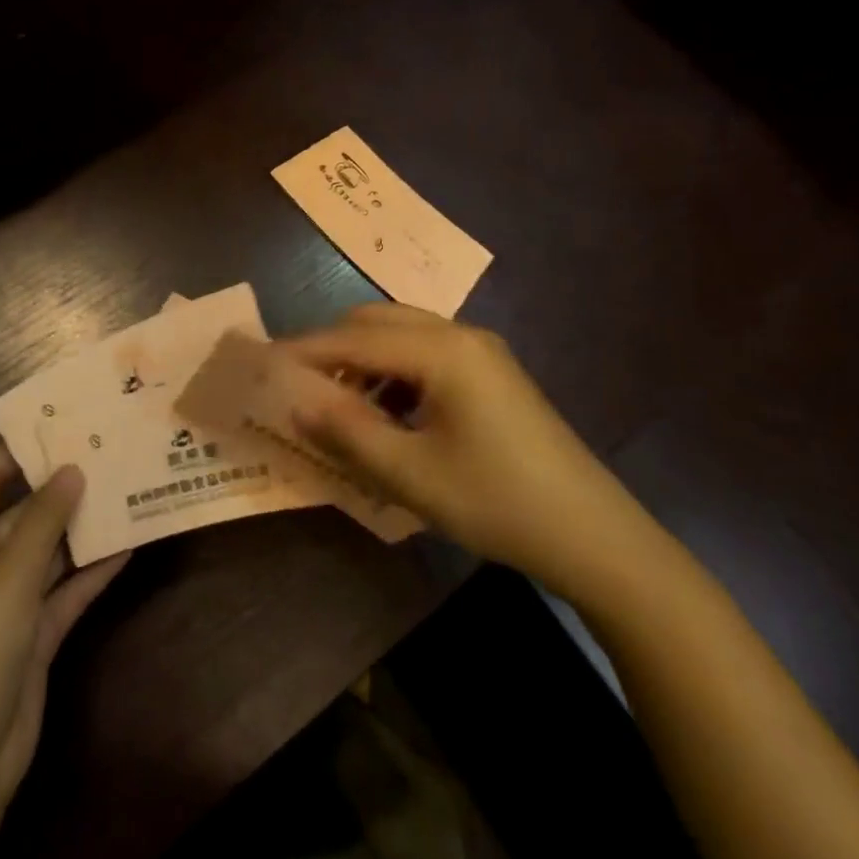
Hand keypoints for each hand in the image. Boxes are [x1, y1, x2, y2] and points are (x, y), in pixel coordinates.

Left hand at [0, 449, 127, 858]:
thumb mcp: (4, 582)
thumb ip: (41, 522)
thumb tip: (72, 467)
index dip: (24, 446)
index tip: (71, 418)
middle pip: (24, 510)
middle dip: (66, 484)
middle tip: (114, 448)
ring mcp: (7, 601)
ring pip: (50, 548)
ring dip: (85, 525)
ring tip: (131, 485)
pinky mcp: (33, 635)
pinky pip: (67, 589)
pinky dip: (94, 569)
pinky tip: (131, 541)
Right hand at [281, 304, 666, 602]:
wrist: (595, 536)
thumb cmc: (498, 503)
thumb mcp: (412, 475)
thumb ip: (347, 432)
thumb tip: (295, 401)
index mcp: (442, 350)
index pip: (355, 338)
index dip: (305, 351)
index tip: (263, 363)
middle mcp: (460, 334)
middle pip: (377, 322)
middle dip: (333, 347)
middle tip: (298, 385)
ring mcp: (481, 351)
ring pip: (402, 334)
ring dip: (364, 360)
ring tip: (338, 405)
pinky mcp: (492, 372)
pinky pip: (427, 354)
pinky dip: (394, 372)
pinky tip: (387, 414)